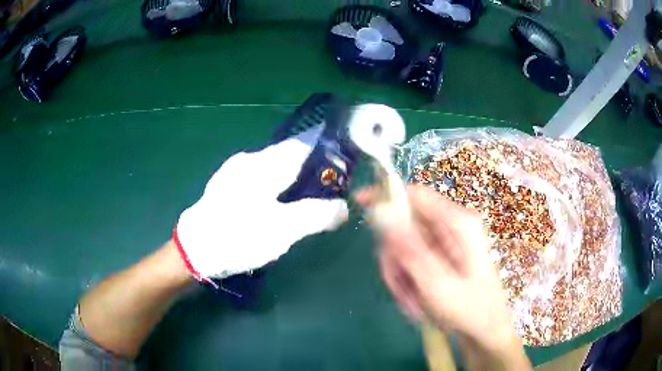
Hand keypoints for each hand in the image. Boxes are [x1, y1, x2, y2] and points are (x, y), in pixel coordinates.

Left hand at [175, 126, 347, 280]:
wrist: (194, 250)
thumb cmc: (238, 237)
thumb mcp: (283, 230)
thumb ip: (316, 215)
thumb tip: (344, 208)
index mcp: (264, 164)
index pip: (304, 145)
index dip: (325, 153)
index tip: (341, 169)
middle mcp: (249, 160)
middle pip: (289, 156)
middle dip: (310, 170)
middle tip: (327, 192)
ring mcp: (235, 172)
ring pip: (274, 167)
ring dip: (292, 180)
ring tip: (305, 202)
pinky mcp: (226, 186)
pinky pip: (260, 178)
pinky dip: (275, 187)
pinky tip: (276, 207)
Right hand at [355, 185, 517, 353]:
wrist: (484, 330)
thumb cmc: (469, 309)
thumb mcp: (437, 284)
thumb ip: (409, 249)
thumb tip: (381, 213)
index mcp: (457, 223)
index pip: (416, 195)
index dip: (385, 195)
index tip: (358, 202)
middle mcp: (451, 227)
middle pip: (404, 227)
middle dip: (395, 259)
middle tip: (397, 286)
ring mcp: (445, 243)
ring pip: (403, 248)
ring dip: (400, 276)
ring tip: (411, 303)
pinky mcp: (439, 257)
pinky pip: (410, 261)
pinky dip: (407, 282)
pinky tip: (416, 301)